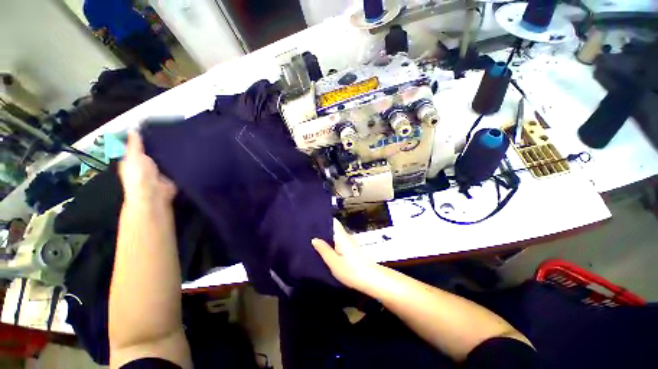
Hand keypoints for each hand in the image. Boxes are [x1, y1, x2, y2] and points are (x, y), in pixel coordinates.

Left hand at [119, 131, 176, 206]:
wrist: (155, 193)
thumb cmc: (139, 175)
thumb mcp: (134, 156)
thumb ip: (134, 144)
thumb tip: (132, 129)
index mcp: (133, 160)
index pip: (138, 146)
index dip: (144, 138)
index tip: (155, 127)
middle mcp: (146, 165)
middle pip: (153, 151)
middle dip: (160, 144)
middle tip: (172, 132)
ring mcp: (160, 170)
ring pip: (165, 158)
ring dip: (171, 152)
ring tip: (181, 140)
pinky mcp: (172, 174)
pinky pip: (176, 165)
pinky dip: (180, 161)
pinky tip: (186, 153)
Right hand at [312, 219, 379, 291]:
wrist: (372, 280)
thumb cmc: (351, 271)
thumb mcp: (334, 262)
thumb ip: (324, 250)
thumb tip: (314, 239)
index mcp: (341, 236)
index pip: (333, 222)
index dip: (324, 220)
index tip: (313, 221)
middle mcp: (347, 237)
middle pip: (334, 228)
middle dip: (323, 230)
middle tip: (310, 233)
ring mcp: (351, 243)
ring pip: (337, 236)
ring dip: (328, 237)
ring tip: (315, 241)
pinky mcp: (353, 250)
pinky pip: (340, 242)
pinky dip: (333, 243)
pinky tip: (326, 249)